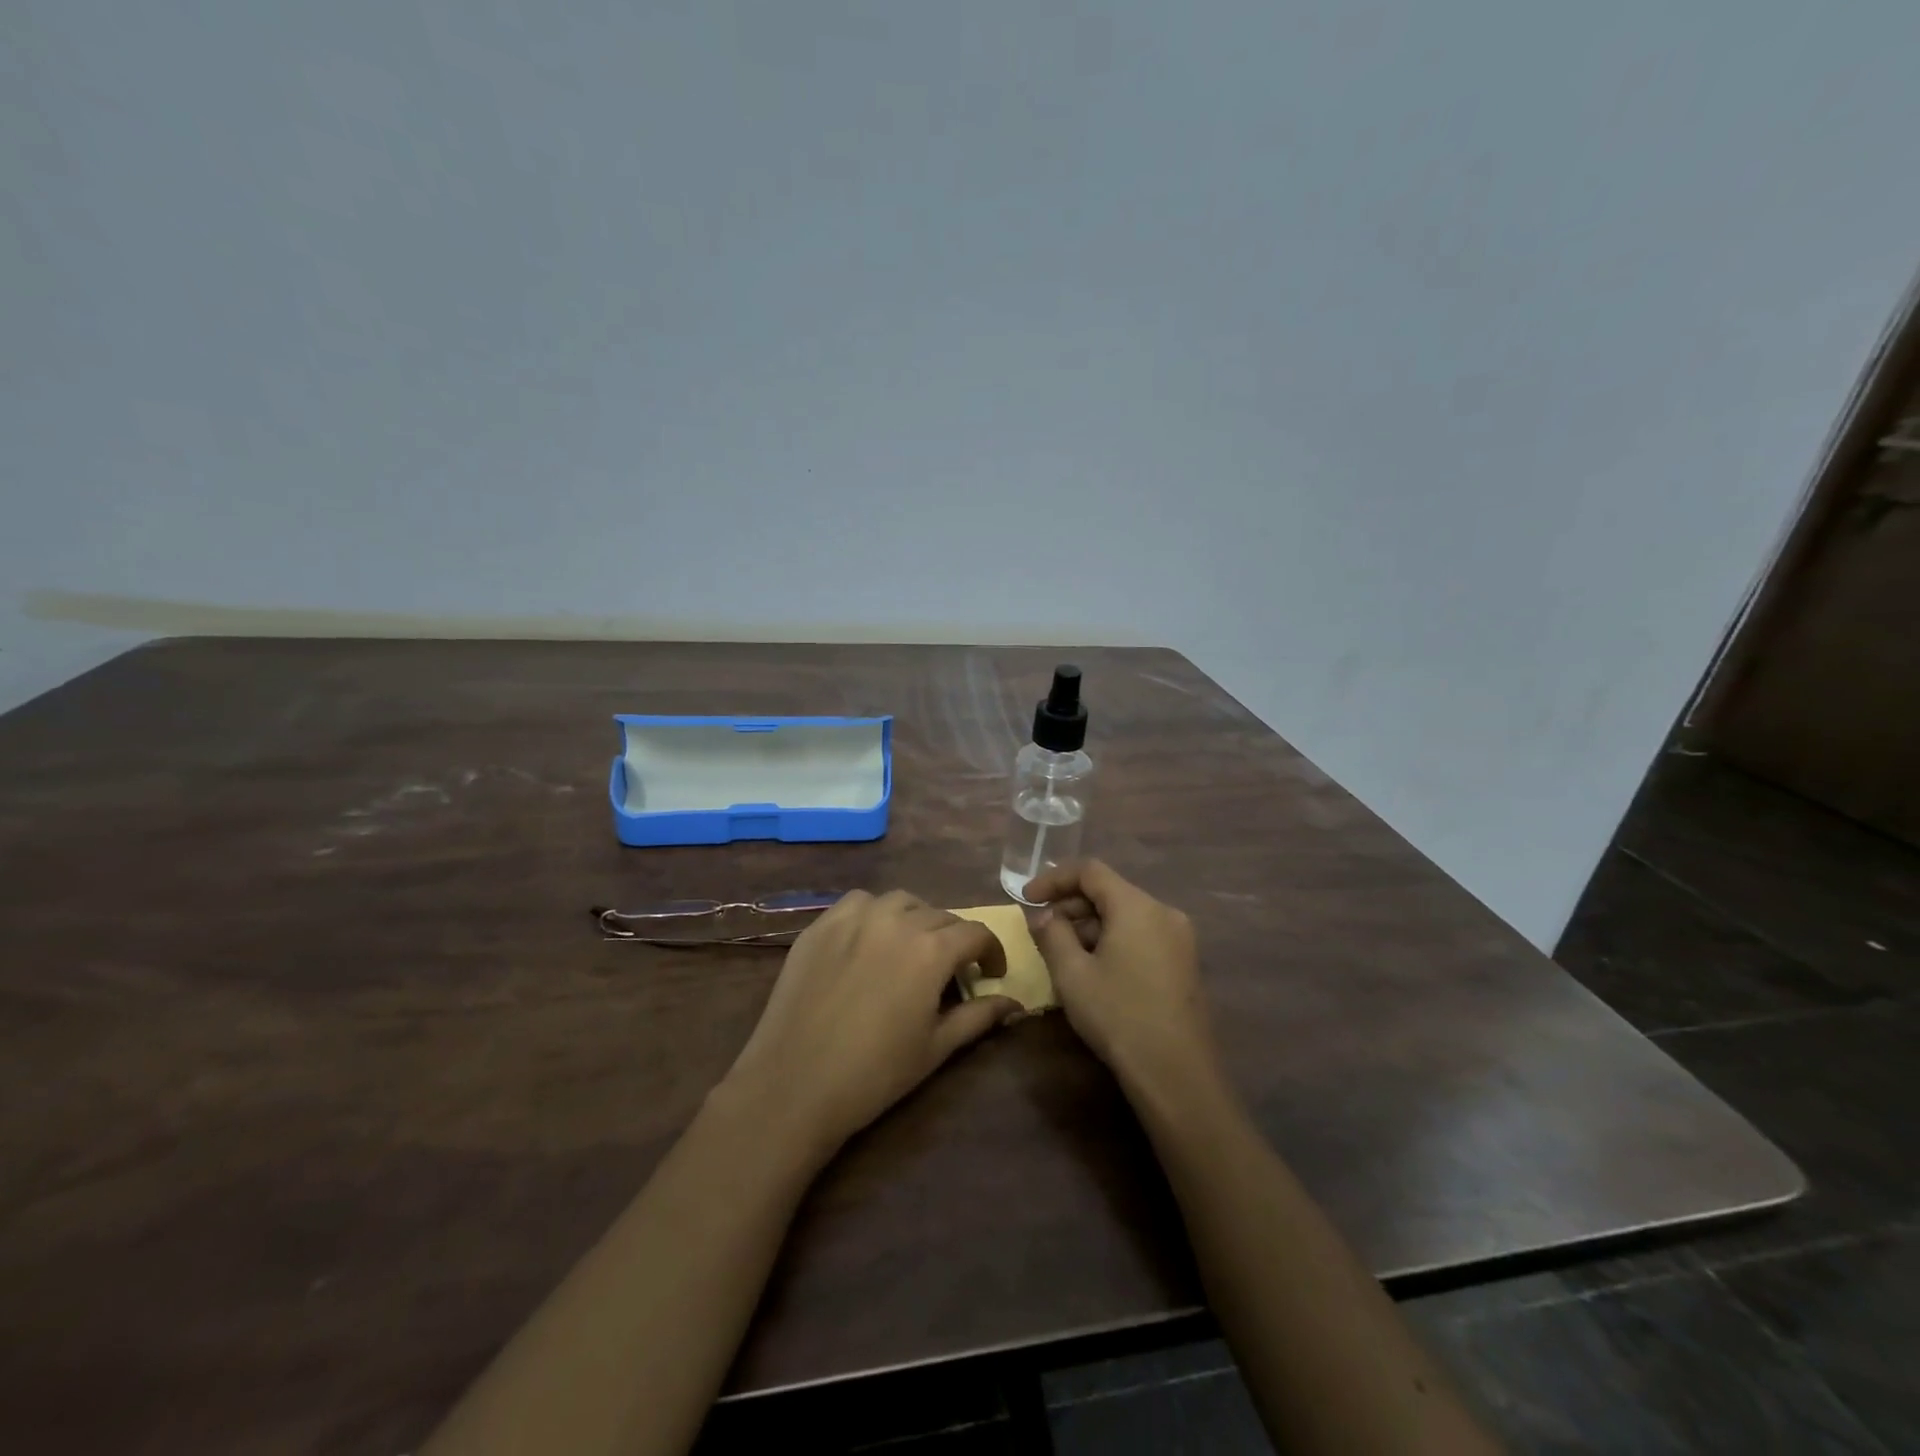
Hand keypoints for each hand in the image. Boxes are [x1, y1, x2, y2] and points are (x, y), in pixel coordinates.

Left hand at [719, 890, 1020, 1156]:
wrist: (794, 1084)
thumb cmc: (874, 1073)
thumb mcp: (936, 1048)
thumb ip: (979, 1017)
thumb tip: (1014, 1003)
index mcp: (931, 949)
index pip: (976, 933)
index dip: (991, 952)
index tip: (991, 973)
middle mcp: (896, 920)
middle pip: (940, 915)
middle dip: (955, 938)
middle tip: (951, 970)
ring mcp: (854, 918)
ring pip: (900, 901)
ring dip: (916, 918)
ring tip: (912, 947)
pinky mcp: (821, 925)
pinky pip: (858, 902)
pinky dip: (875, 912)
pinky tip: (870, 939)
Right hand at [1024, 860, 1217, 1094]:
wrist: (1177, 1074)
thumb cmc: (1118, 1016)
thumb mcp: (1072, 974)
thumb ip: (1052, 934)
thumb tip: (1044, 914)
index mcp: (1137, 906)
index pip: (1090, 871)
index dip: (1054, 879)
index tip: (1027, 898)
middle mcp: (1163, 912)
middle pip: (1110, 891)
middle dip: (1071, 904)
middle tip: (1041, 928)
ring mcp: (1179, 938)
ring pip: (1125, 915)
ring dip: (1091, 924)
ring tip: (1063, 952)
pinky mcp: (1184, 963)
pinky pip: (1141, 934)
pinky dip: (1113, 939)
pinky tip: (1094, 968)